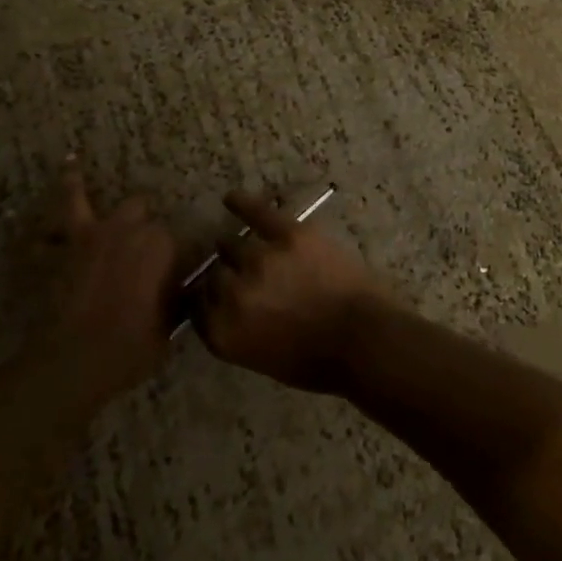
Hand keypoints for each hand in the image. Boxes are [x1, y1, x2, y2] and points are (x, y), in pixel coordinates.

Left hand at [35, 161, 179, 402]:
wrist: (78, 360)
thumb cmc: (135, 344)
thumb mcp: (171, 324)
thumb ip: (176, 297)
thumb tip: (181, 288)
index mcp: (160, 244)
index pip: (175, 237)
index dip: (175, 253)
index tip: (178, 269)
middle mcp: (124, 229)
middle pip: (137, 207)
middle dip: (141, 217)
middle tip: (142, 235)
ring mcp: (84, 238)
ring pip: (78, 199)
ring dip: (74, 184)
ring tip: (70, 165)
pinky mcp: (54, 254)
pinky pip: (41, 239)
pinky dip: (39, 237)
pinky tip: (28, 227)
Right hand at [196, 190, 394, 391]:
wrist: (364, 339)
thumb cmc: (318, 362)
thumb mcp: (262, 359)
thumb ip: (237, 331)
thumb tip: (227, 309)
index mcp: (223, 332)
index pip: (197, 307)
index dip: (208, 299)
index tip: (216, 296)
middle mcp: (232, 294)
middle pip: (215, 274)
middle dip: (226, 276)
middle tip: (242, 277)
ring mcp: (259, 260)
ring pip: (233, 245)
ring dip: (237, 249)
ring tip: (244, 248)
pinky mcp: (288, 234)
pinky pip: (257, 213)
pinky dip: (242, 203)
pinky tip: (232, 198)